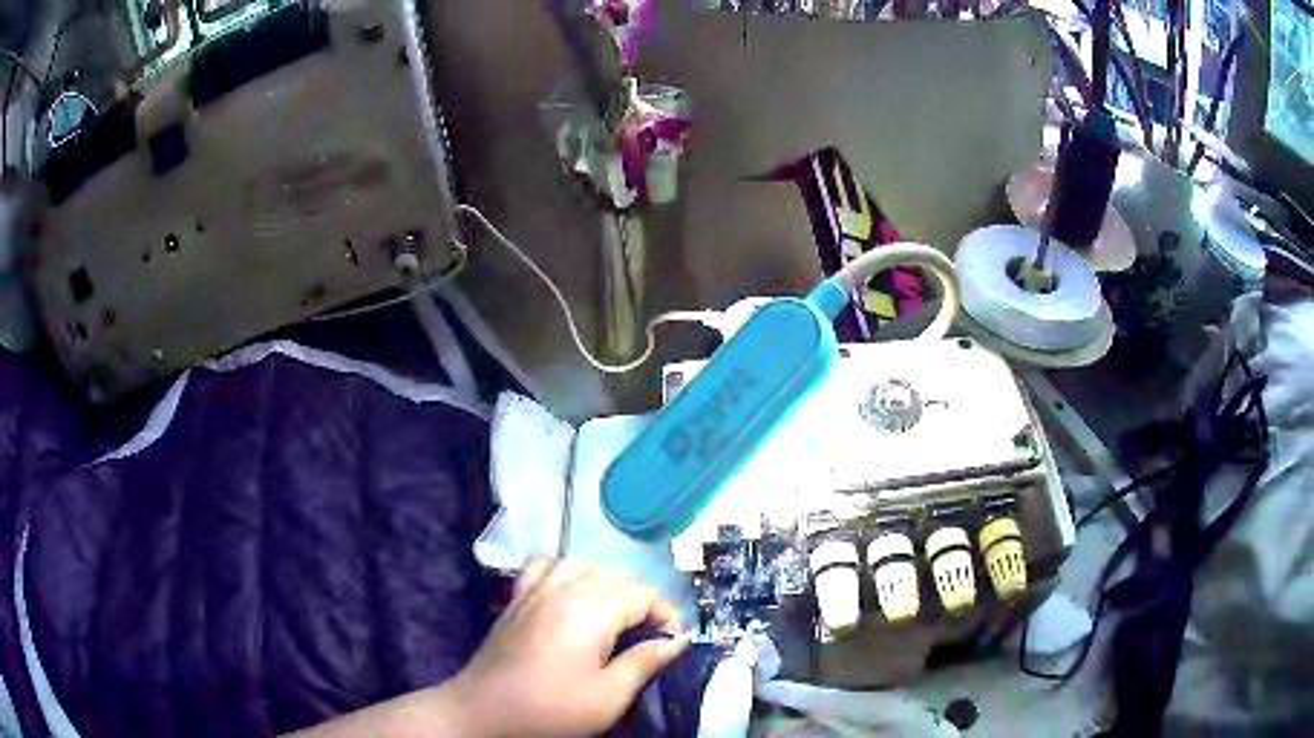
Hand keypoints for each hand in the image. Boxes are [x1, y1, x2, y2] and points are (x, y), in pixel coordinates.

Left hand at [448, 557, 688, 737]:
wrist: (484, 712)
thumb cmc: (551, 709)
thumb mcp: (609, 696)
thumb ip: (644, 662)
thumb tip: (676, 641)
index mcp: (591, 610)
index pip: (642, 593)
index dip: (666, 612)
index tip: (673, 639)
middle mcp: (563, 589)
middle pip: (616, 575)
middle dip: (641, 598)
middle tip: (650, 632)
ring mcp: (534, 590)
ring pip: (582, 564)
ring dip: (606, 582)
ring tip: (614, 612)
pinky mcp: (515, 598)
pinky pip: (543, 565)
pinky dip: (563, 570)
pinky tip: (568, 592)